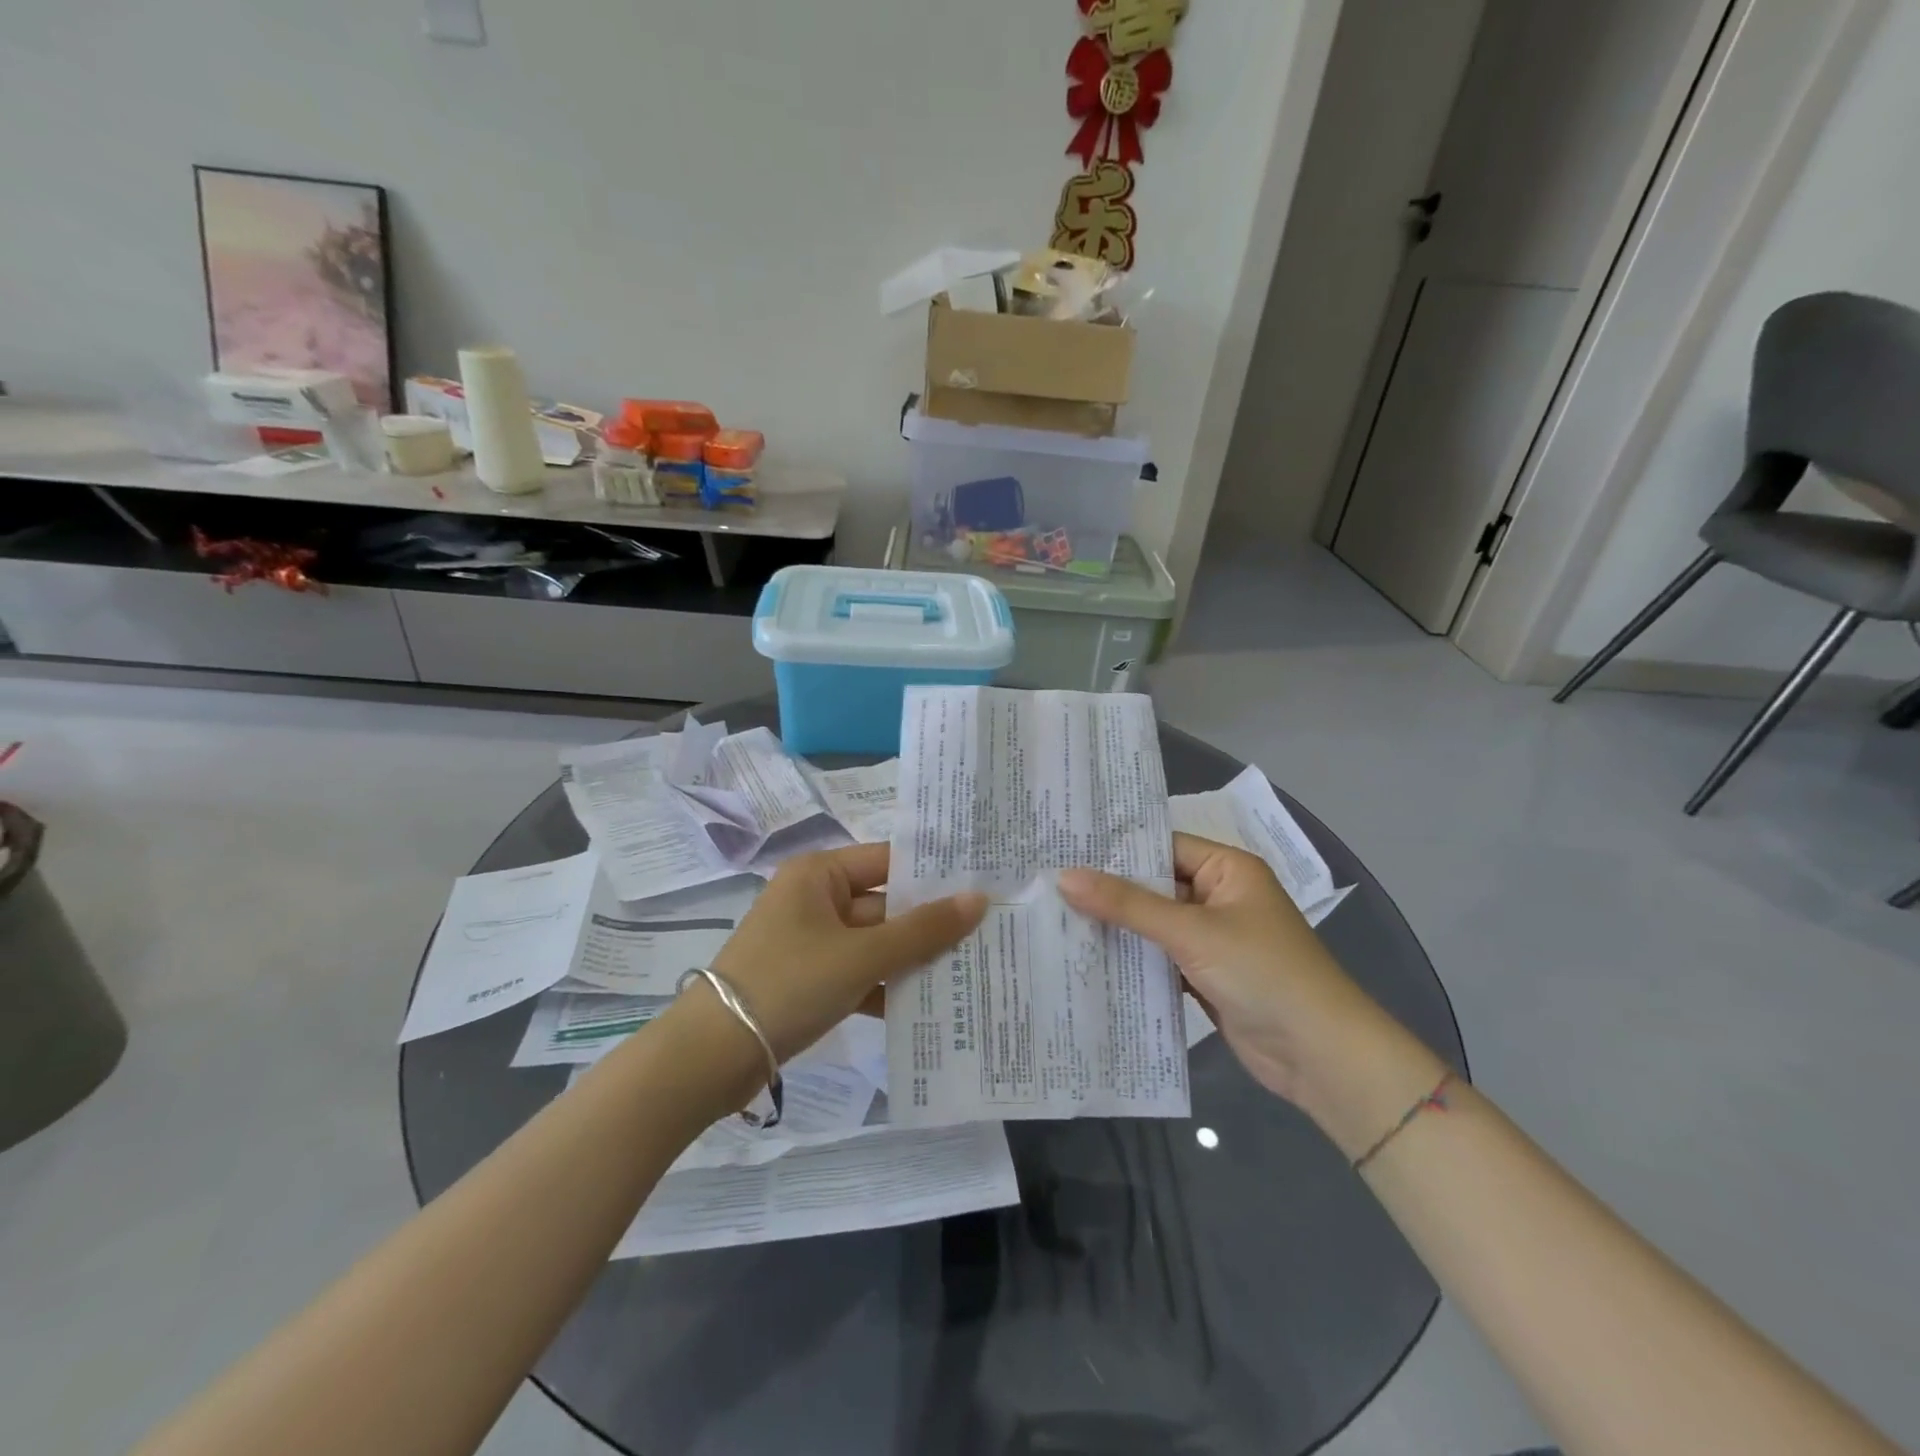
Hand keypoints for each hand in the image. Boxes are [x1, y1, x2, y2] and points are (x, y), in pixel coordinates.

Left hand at [709, 842, 986, 1063]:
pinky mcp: (808, 980)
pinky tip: (928, 1006)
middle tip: (987, 934)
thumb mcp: (862, 955)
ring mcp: (811, 942)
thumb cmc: (789, 984)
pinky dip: (886, 988)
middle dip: (929, 925)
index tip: (983, 884)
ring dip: (912, 961)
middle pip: (885, 905)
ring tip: (970, 970)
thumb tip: (979, 898)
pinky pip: (858, 973)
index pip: (888, 861)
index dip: (933, 874)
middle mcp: (815, 899)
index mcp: (819, 874)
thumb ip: (923, 930)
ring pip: (874, 943)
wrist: (711, 1057)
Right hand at [1058, 833, 1387, 1107]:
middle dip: (1108, 890)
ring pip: (1153, 924)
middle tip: (1047, 884)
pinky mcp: (1205, 975)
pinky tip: (1088, 958)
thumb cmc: (1262, 973)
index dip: (1115, 849)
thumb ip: (1127, 904)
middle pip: (1154, 885)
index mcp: (1227, 869)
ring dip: (1116, 927)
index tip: (1062, 849)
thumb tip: (1064, 876)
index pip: (1161, 846)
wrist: (1320, 1056)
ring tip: (1055, 917)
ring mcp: (1212, 938)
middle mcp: (1219, 896)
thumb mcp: (1191, 932)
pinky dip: (1132, 959)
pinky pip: (1160, 957)